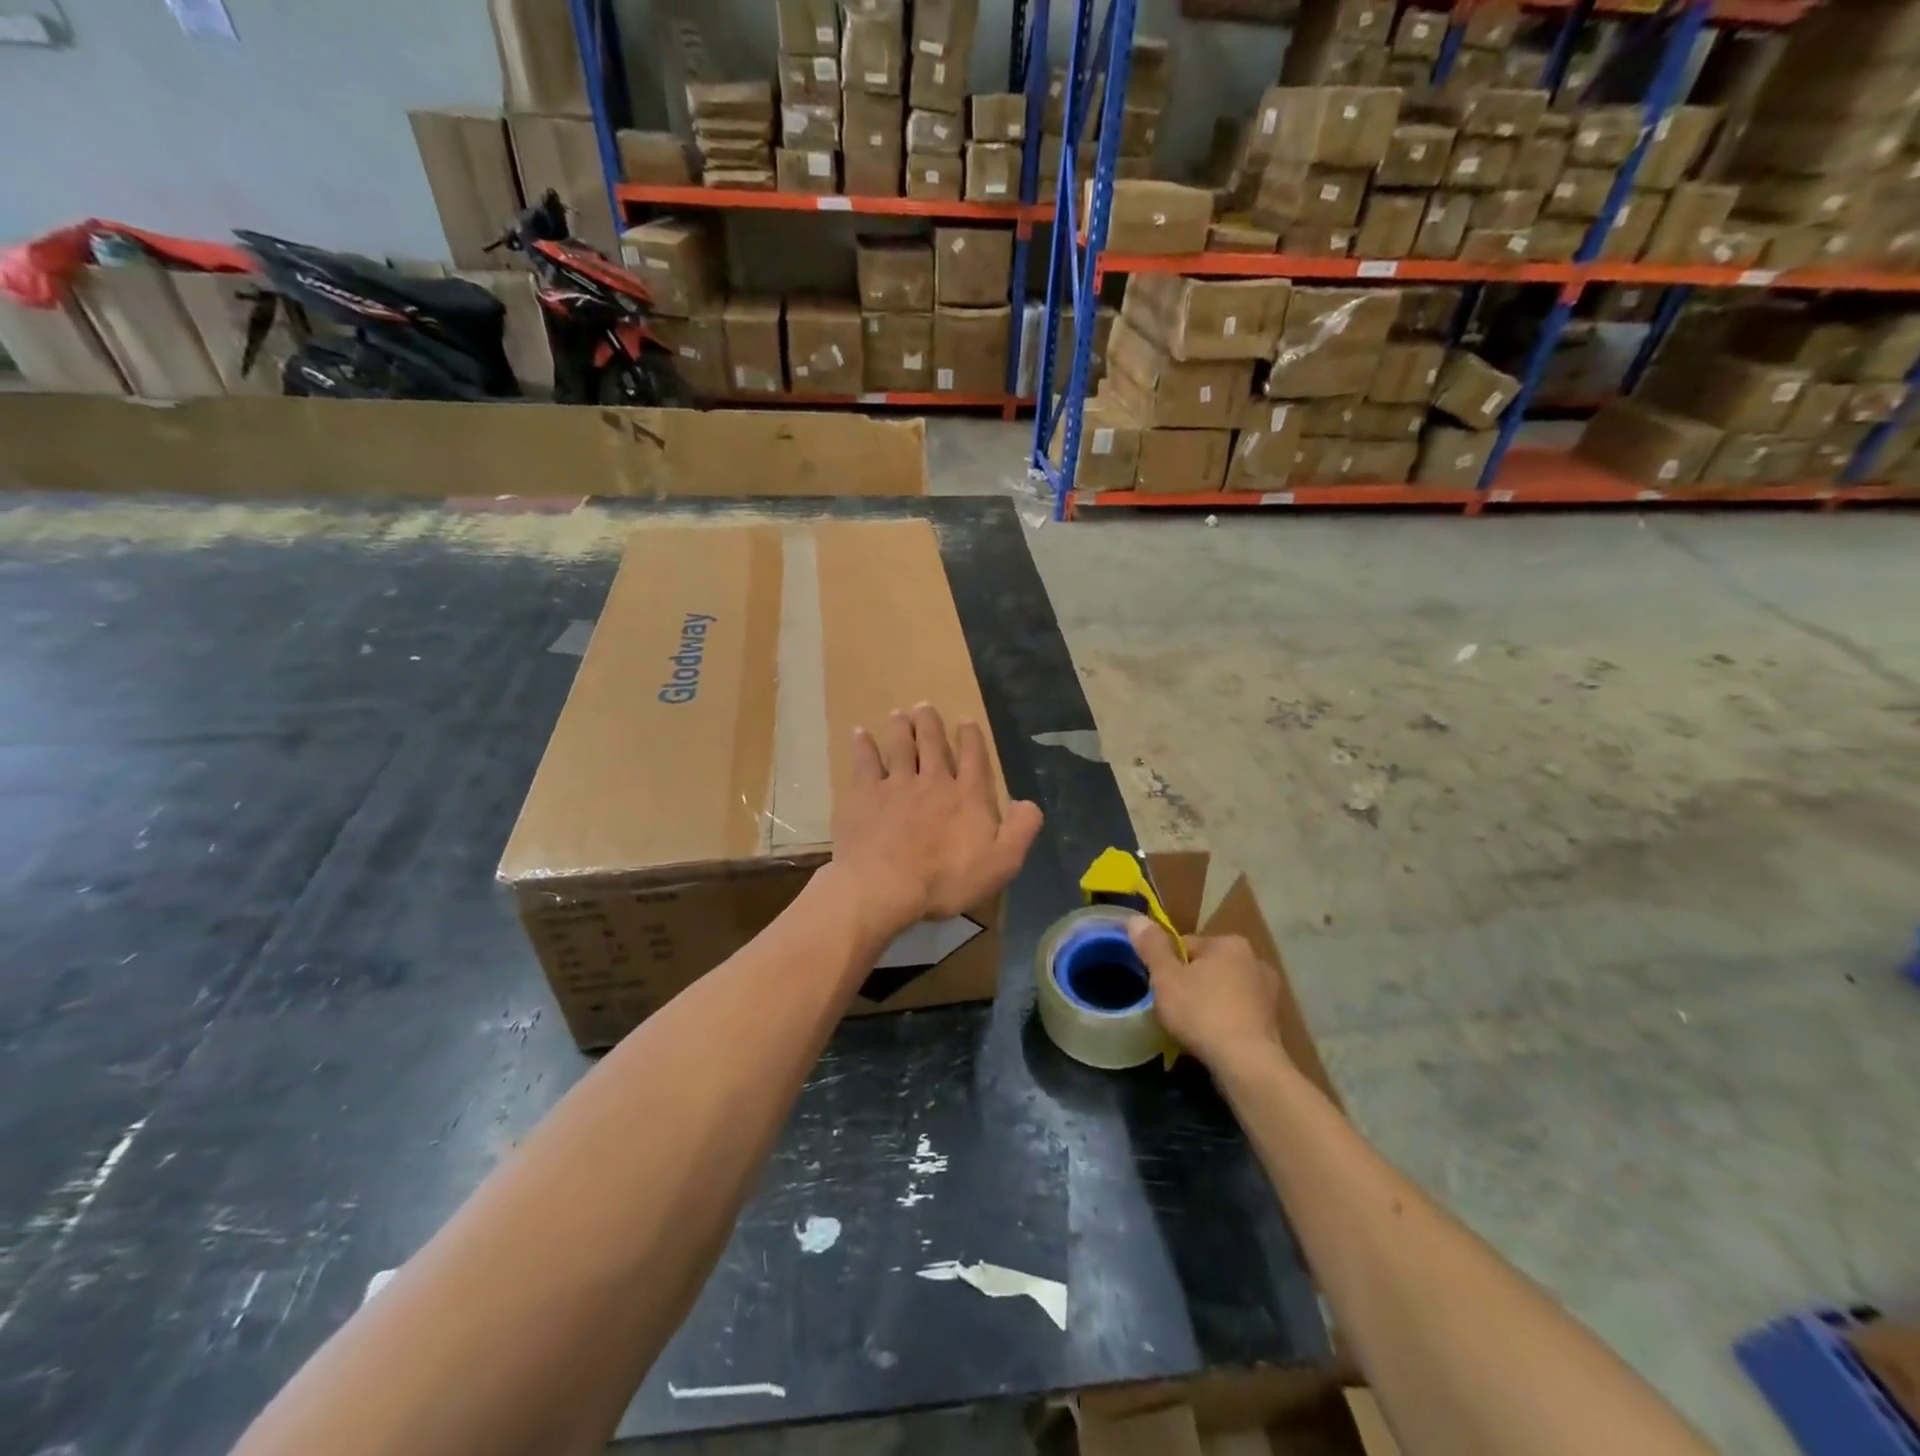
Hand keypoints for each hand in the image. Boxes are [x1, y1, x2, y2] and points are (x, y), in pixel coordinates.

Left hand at [830, 703, 1043, 935]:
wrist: (886, 885)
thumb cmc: (947, 879)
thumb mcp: (1001, 862)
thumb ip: (1021, 830)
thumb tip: (1029, 803)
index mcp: (968, 796)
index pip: (974, 758)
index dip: (971, 737)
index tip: (966, 720)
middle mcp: (934, 781)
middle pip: (933, 745)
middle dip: (930, 723)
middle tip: (924, 705)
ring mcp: (897, 785)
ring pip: (900, 747)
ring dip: (900, 728)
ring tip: (898, 714)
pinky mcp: (865, 795)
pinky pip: (864, 764)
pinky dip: (863, 747)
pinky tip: (859, 734)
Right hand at [1128, 919, 1288, 1071]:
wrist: (1247, 1065)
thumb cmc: (1202, 1013)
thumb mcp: (1166, 977)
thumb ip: (1151, 946)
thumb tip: (1136, 919)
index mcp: (1229, 943)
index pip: (1185, 945)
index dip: (1167, 965)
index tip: (1159, 987)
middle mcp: (1255, 959)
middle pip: (1207, 965)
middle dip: (1190, 981)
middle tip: (1173, 1006)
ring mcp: (1269, 991)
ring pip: (1224, 988)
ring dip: (1209, 1000)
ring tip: (1193, 1025)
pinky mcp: (1274, 1020)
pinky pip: (1239, 1010)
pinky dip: (1226, 1018)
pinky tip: (1214, 1036)